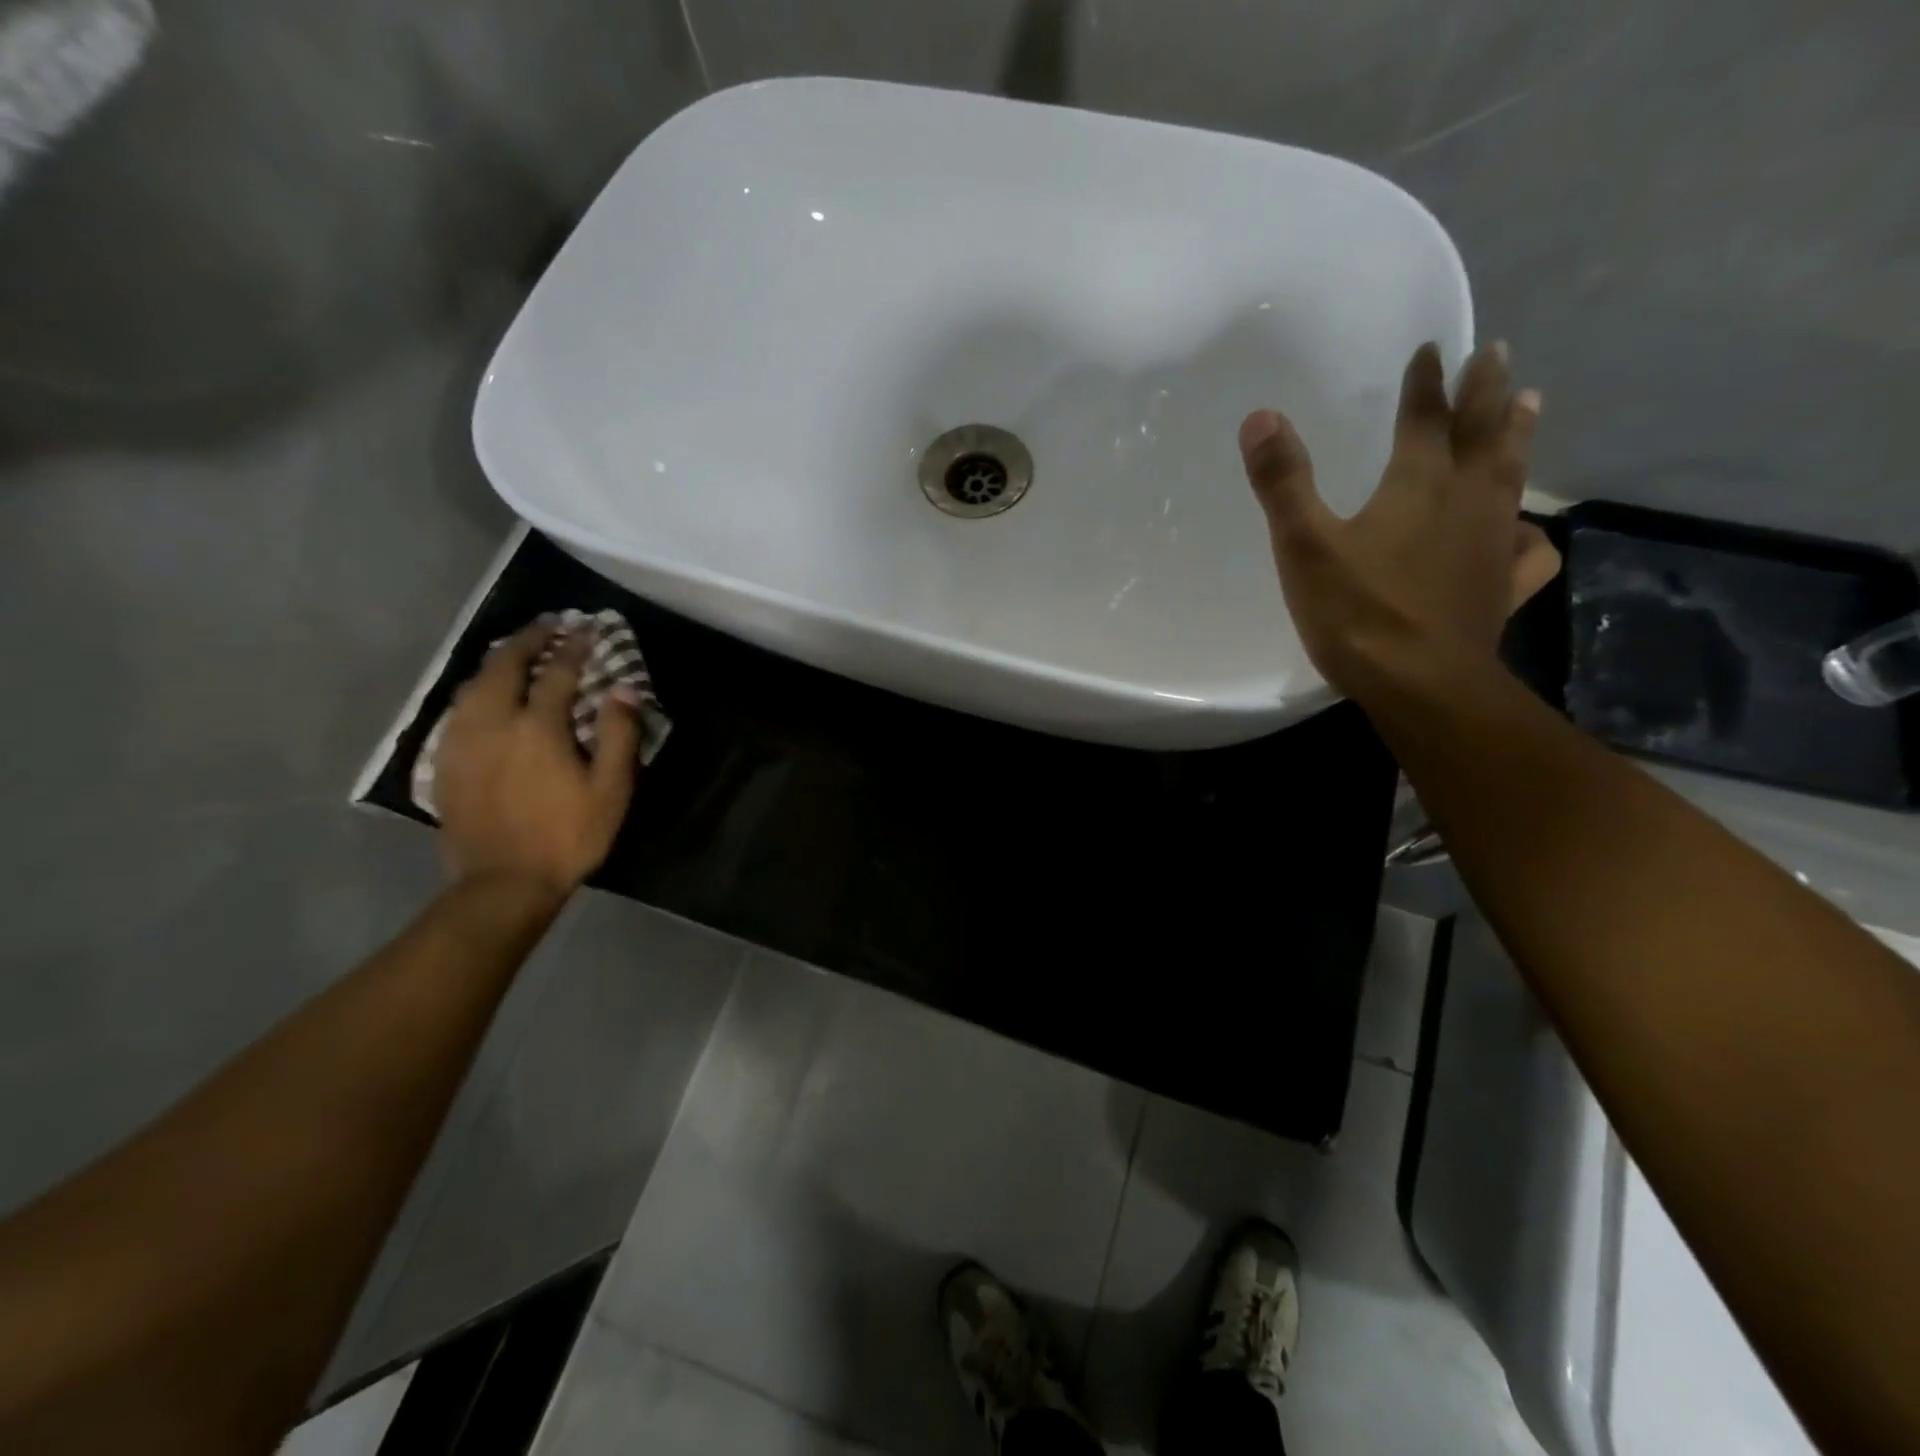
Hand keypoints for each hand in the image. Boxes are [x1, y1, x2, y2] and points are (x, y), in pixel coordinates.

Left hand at [434, 621, 641, 896]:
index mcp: (538, 727)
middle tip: (547, 626)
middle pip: (504, 666)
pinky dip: (476, 689)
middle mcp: (494, 722)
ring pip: (474, 684)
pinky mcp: (445, 762)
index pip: (557, 672)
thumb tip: (622, 688)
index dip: (574, 648)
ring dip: (497, 660)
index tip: (586, 630)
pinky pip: (458, 709)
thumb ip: (618, 734)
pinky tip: (484, 694)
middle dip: (527, 640)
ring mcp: (463, 741)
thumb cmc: (568, 836)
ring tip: (516, 651)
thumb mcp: (611, 790)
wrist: (504, 882)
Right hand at [1239, 341, 1560, 704]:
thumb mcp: (1305, 546)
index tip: (1432, 348)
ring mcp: (1492, 543)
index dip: (1426, 382)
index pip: (1424, 418)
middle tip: (1498, 353)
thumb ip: (1283, 482)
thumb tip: (1261, 417)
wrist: (1420, 683)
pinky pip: (1527, 549)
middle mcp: (1466, 500)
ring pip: (1512, 475)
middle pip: (1482, 432)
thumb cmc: (1357, 612)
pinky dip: (1529, 532)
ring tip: (1529, 405)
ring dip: (1517, 435)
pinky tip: (1523, 531)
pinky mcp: (1501, 586)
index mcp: (1418, 484)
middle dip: (1487, 390)